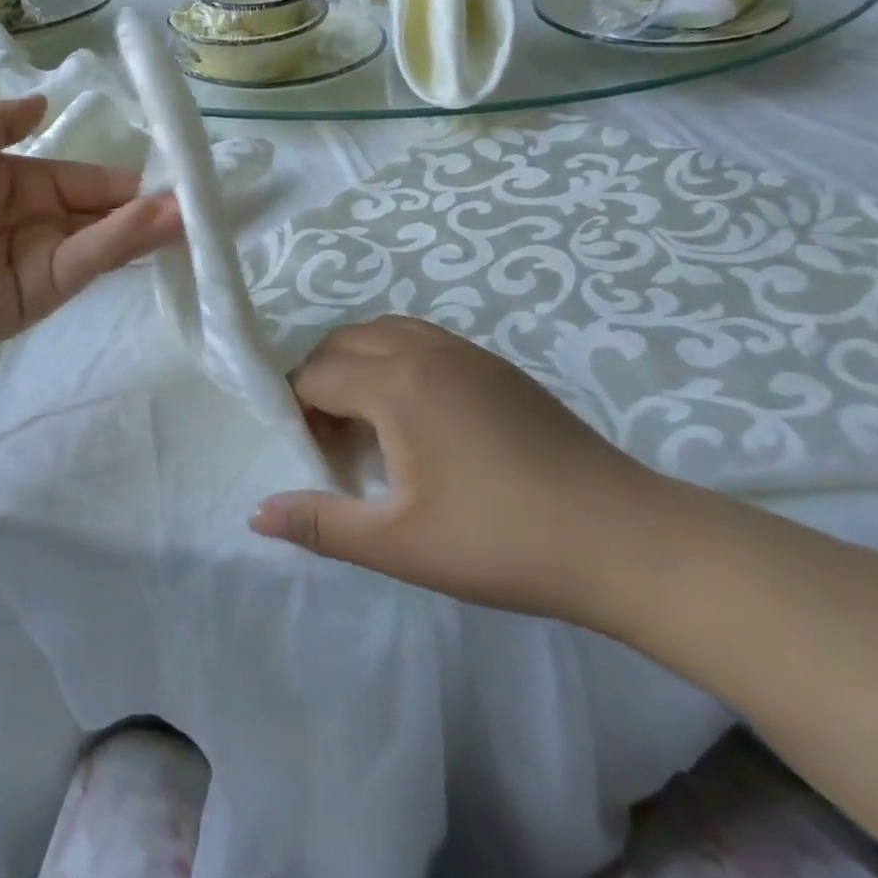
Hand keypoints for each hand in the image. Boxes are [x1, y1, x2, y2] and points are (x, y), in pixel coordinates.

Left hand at [0, 97, 181, 365]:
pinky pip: (87, 262)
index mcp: (21, 182)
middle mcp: (41, 222)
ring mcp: (45, 260)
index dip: (121, 177)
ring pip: (106, 239)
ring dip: (148, 224)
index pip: (84, 179)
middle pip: (104, 212)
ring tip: (190, 210)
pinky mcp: (44, 293)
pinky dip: (121, 243)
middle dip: (147, 203)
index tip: (168, 169)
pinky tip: (154, 222)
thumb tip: (46, 102)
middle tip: (195, 195)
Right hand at [249, 317, 671, 626]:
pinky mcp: (496, 366)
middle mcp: (425, 350)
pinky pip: (422, 341)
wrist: (622, 538)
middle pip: (344, 343)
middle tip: (330, 442)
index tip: (308, 459)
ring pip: (385, 333)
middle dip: (320, 381)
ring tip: (368, 426)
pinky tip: (417, 420)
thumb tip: (255, 514)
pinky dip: (396, 363)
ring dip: (359, 366)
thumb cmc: (500, 540)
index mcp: (397, 383)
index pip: (315, 375)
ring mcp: (466, 352)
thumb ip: (320, 524)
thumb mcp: (398, 544)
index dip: (296, 412)